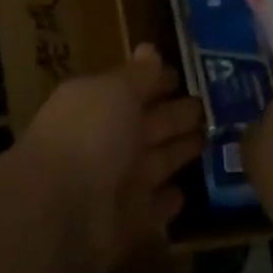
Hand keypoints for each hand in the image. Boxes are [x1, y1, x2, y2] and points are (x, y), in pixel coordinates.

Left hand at [18, 44, 203, 272]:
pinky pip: (154, 207)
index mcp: (98, 103)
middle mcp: (107, 141)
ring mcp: (117, 183)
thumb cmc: (89, 134)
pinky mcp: (129, 223)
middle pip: (149, 125)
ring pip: (156, 163)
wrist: (61, 210)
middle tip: (210, 107)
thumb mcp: (116, 91)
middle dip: (176, 115)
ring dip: (179, 152)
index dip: (158, 81)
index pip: (134, 88)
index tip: (186, 76)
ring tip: (210, 141)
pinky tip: (187, 191)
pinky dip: (168, 200)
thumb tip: (150, 49)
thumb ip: (138, 74)